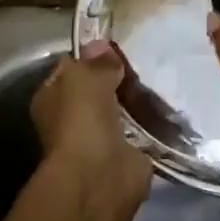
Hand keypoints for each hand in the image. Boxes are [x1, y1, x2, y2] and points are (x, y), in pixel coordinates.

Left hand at [29, 40, 151, 210]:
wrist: (100, 176)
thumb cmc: (82, 121)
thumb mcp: (86, 78)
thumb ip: (97, 62)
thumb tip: (101, 44)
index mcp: (52, 98)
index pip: (71, 69)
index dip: (91, 56)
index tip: (118, 44)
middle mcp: (71, 119)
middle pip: (97, 90)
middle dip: (117, 79)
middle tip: (145, 60)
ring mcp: (99, 139)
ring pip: (120, 110)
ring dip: (136, 101)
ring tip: (160, 78)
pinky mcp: (126, 155)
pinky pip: (140, 131)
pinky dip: (151, 124)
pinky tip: (168, 107)